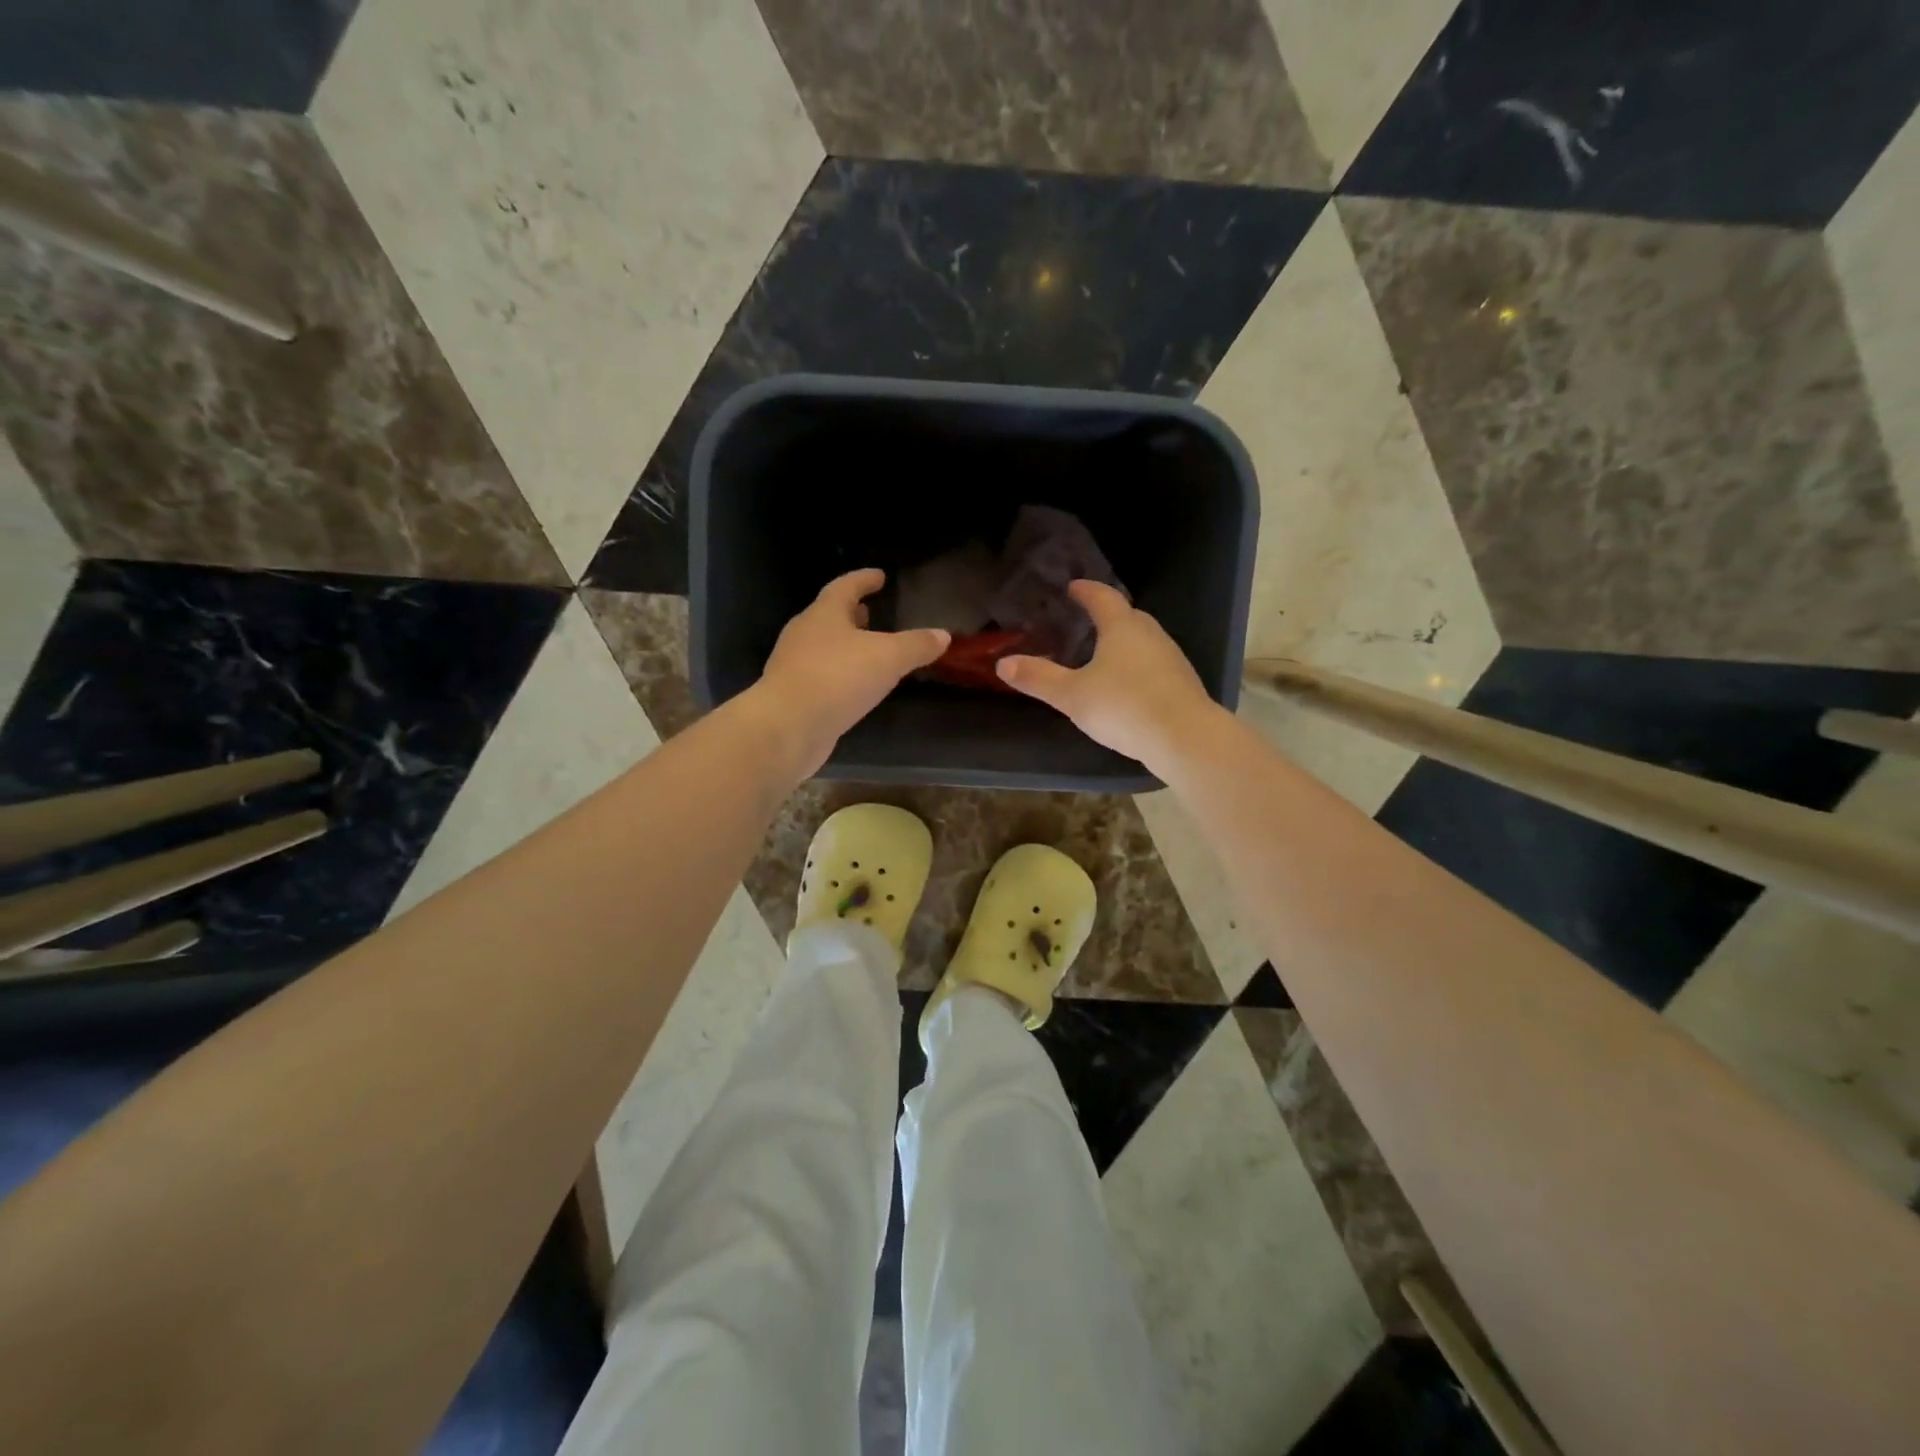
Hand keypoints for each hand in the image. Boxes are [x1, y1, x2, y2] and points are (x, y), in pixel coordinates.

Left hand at [751, 568, 948, 777]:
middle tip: (871, 612)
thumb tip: (943, 635)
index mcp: (824, 614)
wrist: (788, 726)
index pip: (845, 587)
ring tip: (867, 651)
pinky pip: (820, 675)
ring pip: (823, 646)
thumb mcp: (888, 658)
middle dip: (852, 614)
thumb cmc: (838, 678)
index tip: (879, 575)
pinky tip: (853, 687)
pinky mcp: (793, 695)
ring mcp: (794, 665)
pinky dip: (838, 674)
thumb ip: (917, 645)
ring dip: (844, 645)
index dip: (864, 579)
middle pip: (829, 616)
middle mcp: (804, 634)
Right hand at [996, 580, 1221, 769]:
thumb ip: (1039, 678)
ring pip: (1144, 640)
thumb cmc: (1124, 707)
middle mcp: (1150, 635)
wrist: (1184, 738)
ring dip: (1125, 641)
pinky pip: (1155, 664)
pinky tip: (1129, 685)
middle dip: (1108, 615)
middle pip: (1128, 616)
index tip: (1073, 587)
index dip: (1086, 591)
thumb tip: (1003, 663)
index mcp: (1122, 628)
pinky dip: (1139, 666)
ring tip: (1105, 653)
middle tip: (1087, 620)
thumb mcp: (1072, 695)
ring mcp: (1172, 658)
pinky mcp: (1183, 683)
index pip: (1103, 598)